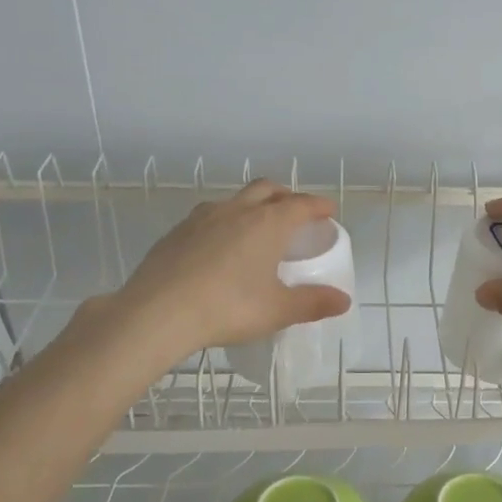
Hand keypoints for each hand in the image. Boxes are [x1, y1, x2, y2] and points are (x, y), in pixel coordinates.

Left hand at [90, 181, 351, 362]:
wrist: (158, 312)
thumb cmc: (228, 307)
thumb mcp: (277, 310)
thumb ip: (312, 303)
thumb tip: (343, 301)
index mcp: (268, 223)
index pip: (302, 204)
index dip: (318, 206)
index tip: (328, 212)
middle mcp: (238, 210)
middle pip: (267, 189)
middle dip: (285, 196)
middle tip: (294, 213)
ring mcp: (203, 217)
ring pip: (235, 199)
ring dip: (251, 206)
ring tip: (256, 229)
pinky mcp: (177, 231)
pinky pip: (209, 217)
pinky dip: (223, 223)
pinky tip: (219, 248)